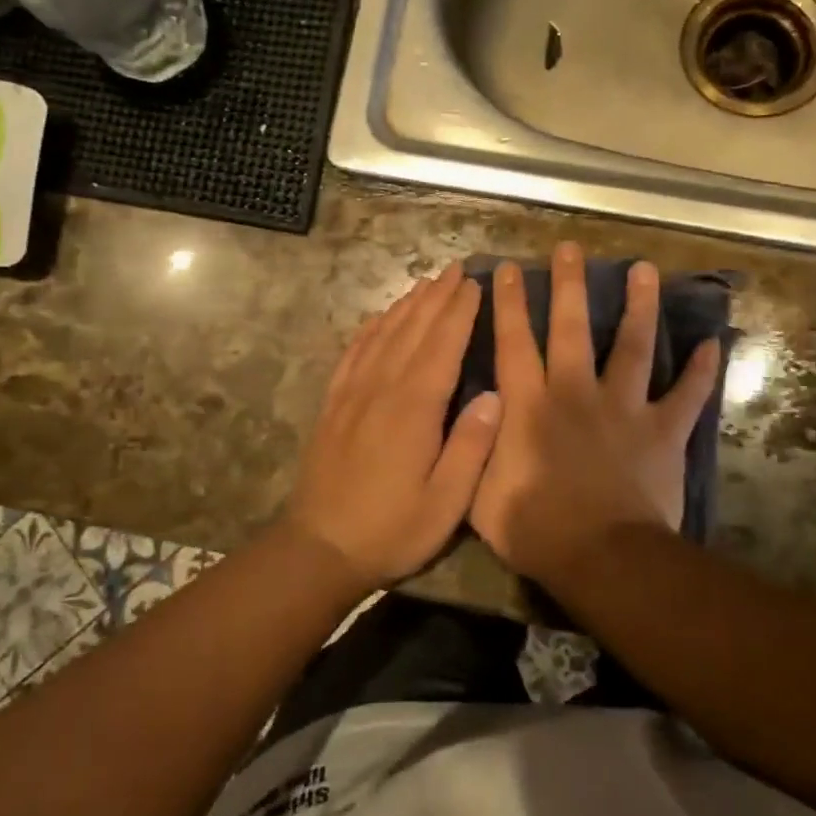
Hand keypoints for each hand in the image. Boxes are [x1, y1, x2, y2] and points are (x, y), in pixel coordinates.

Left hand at [278, 265, 501, 588]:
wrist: (320, 547)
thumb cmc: (392, 529)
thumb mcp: (445, 503)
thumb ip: (471, 446)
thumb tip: (496, 395)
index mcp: (414, 408)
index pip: (443, 345)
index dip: (460, 312)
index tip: (475, 282)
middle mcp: (381, 388)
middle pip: (413, 330)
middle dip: (437, 297)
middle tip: (456, 268)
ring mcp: (352, 393)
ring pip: (383, 335)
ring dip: (406, 305)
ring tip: (426, 282)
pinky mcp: (333, 404)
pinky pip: (353, 353)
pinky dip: (370, 329)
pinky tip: (378, 318)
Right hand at [469, 243, 720, 583]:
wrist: (602, 557)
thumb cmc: (535, 527)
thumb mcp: (477, 490)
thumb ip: (474, 445)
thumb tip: (475, 410)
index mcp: (529, 405)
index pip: (514, 342)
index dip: (510, 304)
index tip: (512, 269)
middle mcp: (575, 393)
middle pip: (572, 328)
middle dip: (570, 285)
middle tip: (571, 248)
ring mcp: (623, 408)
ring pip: (633, 346)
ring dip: (639, 306)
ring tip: (644, 269)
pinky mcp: (662, 431)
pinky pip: (687, 396)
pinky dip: (700, 371)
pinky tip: (712, 344)